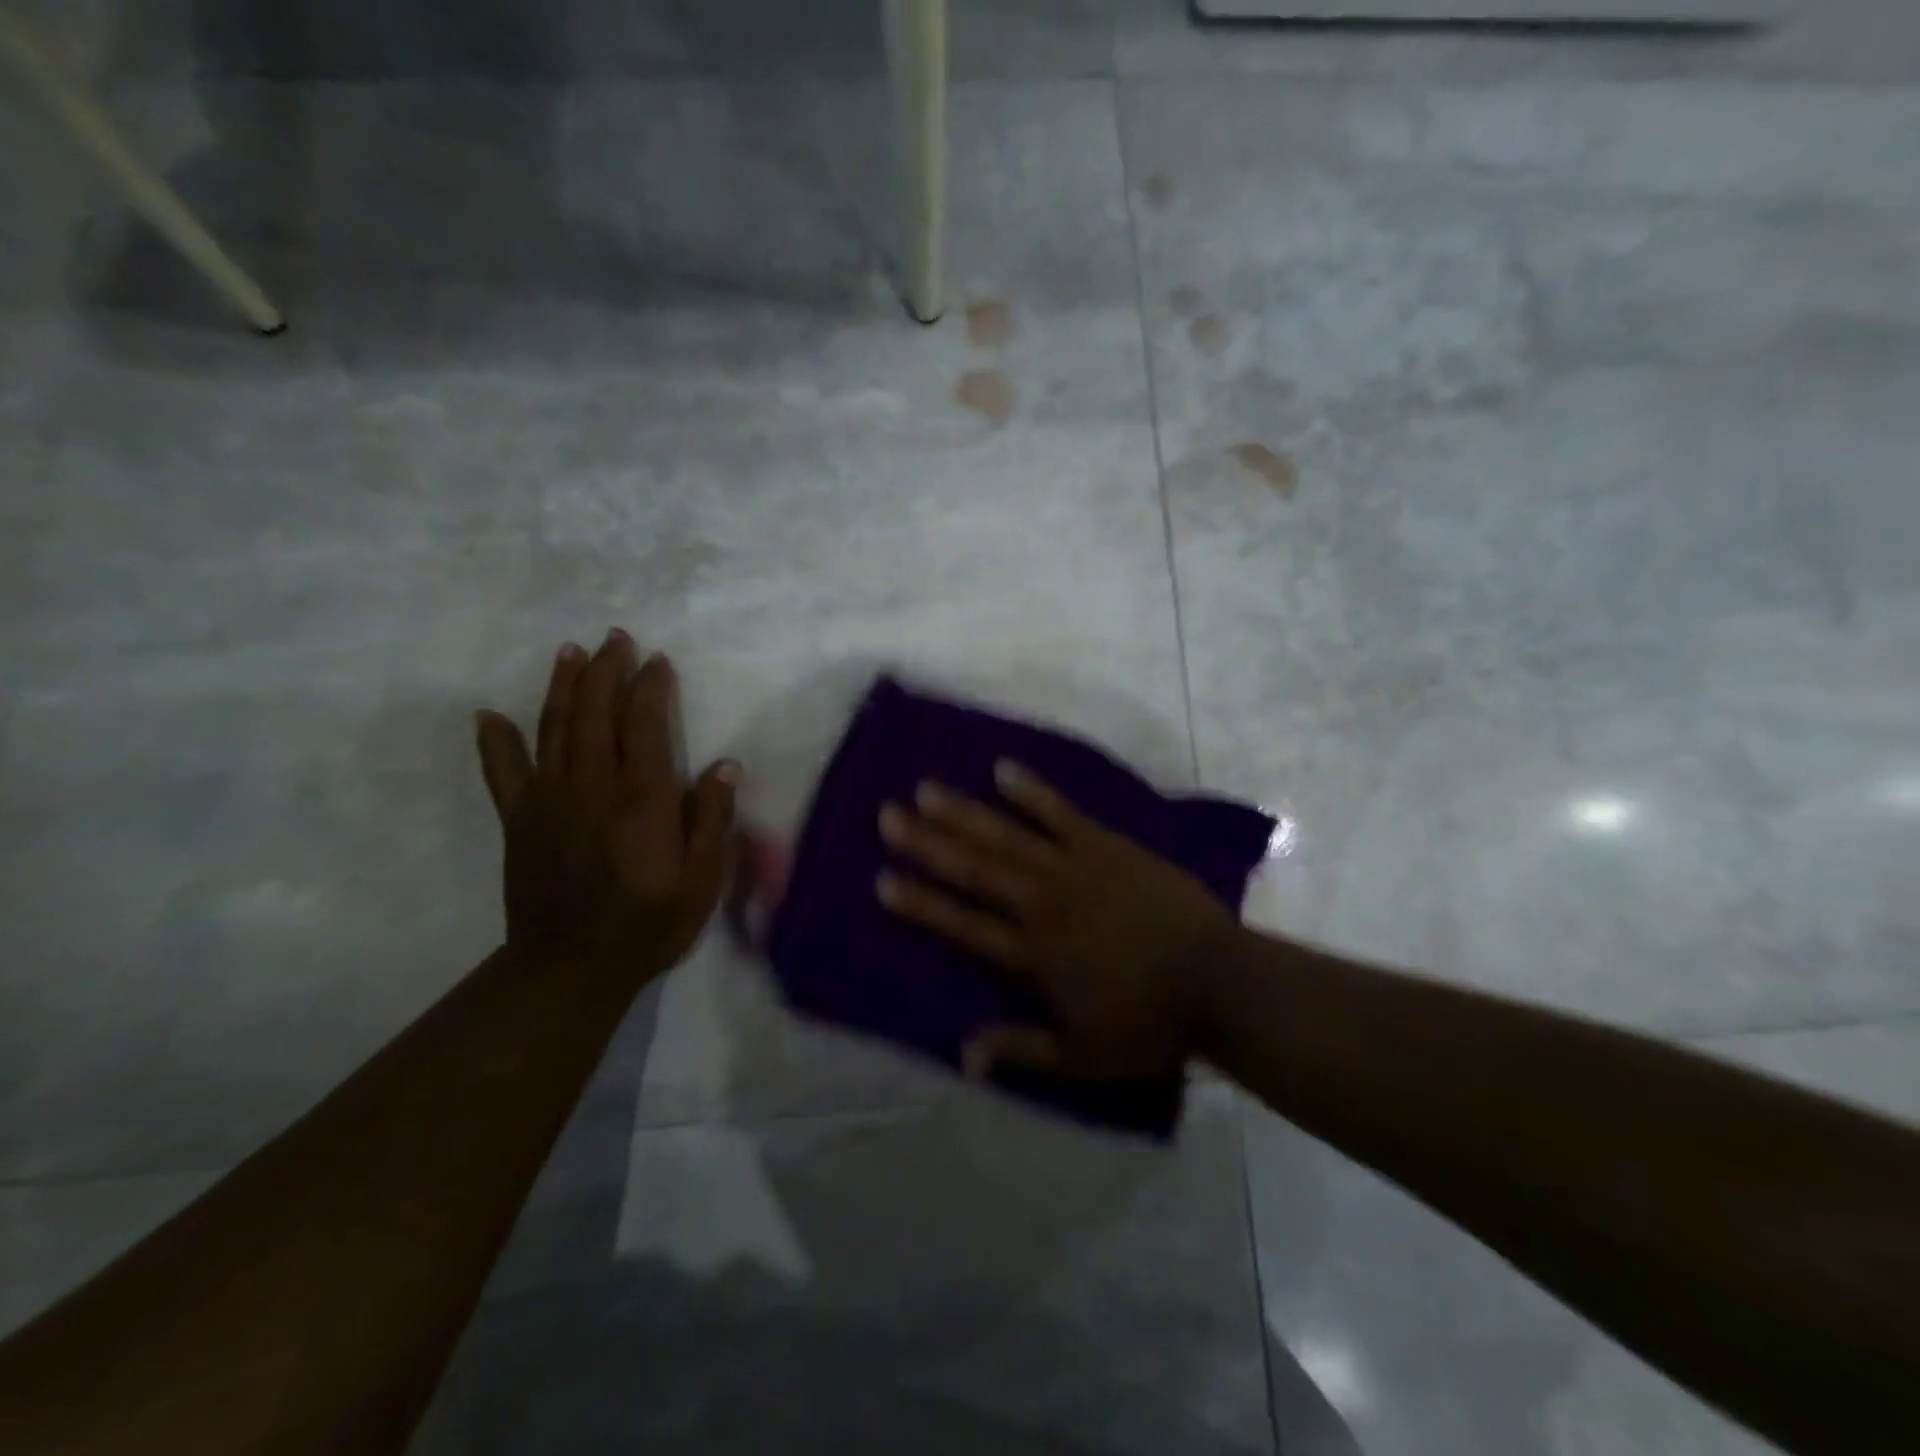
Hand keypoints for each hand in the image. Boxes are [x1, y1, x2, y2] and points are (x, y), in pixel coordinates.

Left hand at [475, 630, 737, 983]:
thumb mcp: (701, 882)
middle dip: (606, 670)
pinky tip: (489, 715)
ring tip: (571, 651)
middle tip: (616, 638)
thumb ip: (712, 822)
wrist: (570, 969)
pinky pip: (503, 772)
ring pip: (554, 728)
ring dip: (563, 686)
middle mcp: (592, 787)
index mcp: (642, 800)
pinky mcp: (518, 820)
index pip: (645, 725)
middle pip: (596, 713)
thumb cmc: (648, 925)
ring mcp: (548, 800)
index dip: (650, 687)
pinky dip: (495, 741)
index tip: (658, 660)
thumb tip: (725, 766)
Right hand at [877, 761, 1236, 1081]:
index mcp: (1033, 953)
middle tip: (887, 816)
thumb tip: (964, 1054)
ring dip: (964, 812)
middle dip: (927, 843)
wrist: (1218, 981)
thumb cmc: (1149, 1023)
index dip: (921, 903)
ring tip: (926, 789)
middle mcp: (1043, 903)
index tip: (882, 879)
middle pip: (975, 869)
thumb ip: (1023, 1050)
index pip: (963, 925)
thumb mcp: (1084, 1056)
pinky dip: (1032, 791)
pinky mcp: (1106, 845)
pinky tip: (1003, 769)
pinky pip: (1061, 812)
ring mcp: (1074, 867)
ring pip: (1007, 836)